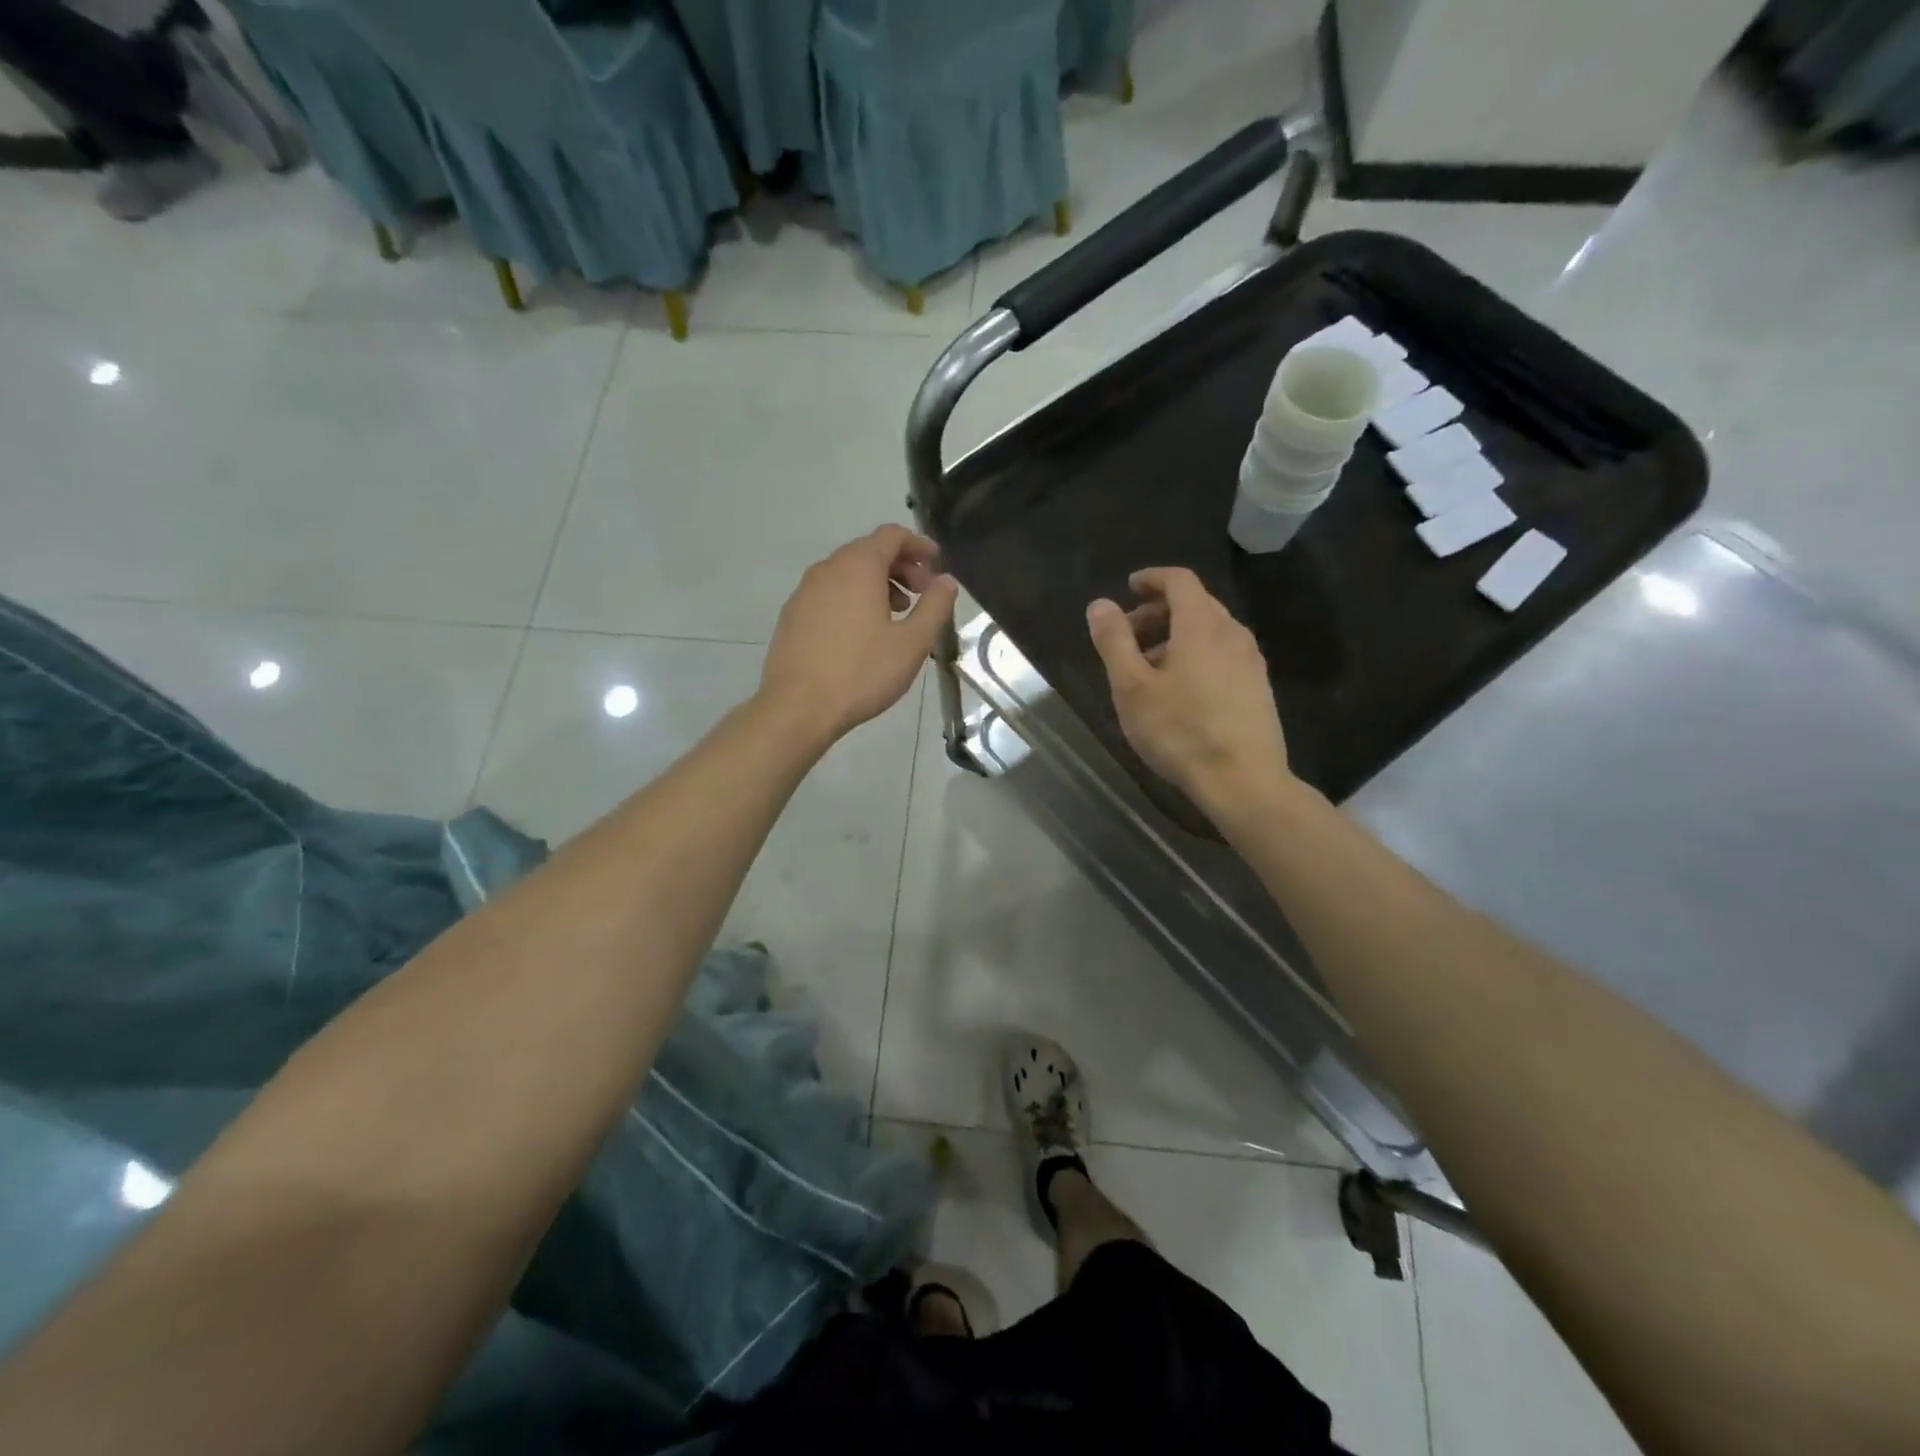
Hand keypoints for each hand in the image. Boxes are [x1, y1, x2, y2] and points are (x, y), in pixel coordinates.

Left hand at [759, 526, 958, 748]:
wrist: (797, 707)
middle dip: (900, 566)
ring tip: (895, 615)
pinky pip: (829, 593)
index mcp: (858, 567)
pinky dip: (852, 598)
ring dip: (876, 584)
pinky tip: (863, 633)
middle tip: (921, 595)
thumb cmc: (862, 673)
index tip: (936, 564)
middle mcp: (828, 569)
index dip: (918, 545)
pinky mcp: (792, 615)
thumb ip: (934, 606)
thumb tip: (946, 581)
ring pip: (847, 573)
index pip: (891, 535)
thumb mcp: (912, 643)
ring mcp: (804, 591)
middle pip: (868, 551)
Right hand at [1086, 567, 1292, 813]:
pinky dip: (1197, 655)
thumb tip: (1100, 604)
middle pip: (1196, 604)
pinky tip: (1181, 690)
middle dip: (1159, 610)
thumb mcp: (1132, 687)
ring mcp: (1251, 661)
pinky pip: (1223, 655)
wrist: (1244, 781)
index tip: (1130, 587)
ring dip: (1177, 636)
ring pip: (1210, 632)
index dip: (1152, 579)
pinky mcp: (1258, 688)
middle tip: (1129, 632)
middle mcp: (1232, 633)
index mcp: (1201, 625)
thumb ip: (1114, 641)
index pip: (1179, 581)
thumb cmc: (1180, 732)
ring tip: (1149, 667)